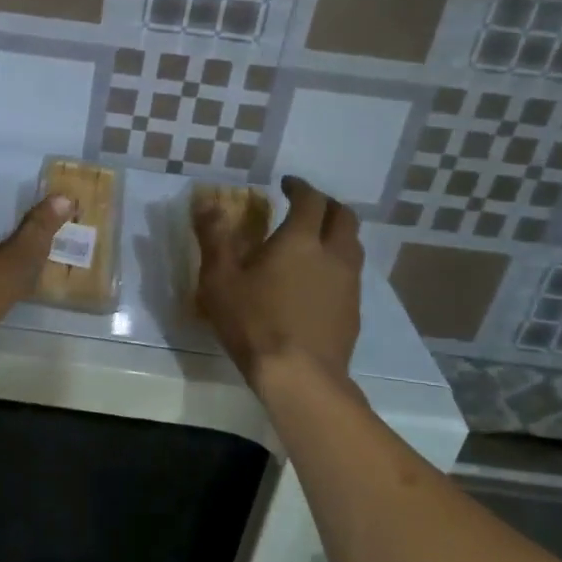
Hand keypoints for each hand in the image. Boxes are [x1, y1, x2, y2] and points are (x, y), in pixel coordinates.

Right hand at [194, 176, 362, 386]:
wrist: (300, 377)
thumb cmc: (254, 322)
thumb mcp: (219, 279)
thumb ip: (214, 238)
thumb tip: (207, 203)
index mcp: (300, 240)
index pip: (310, 199)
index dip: (300, 187)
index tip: (286, 184)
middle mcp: (333, 254)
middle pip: (343, 216)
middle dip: (326, 205)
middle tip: (306, 207)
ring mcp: (349, 284)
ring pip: (353, 245)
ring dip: (337, 234)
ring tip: (316, 241)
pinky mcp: (354, 311)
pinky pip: (352, 274)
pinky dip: (338, 264)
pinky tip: (319, 282)